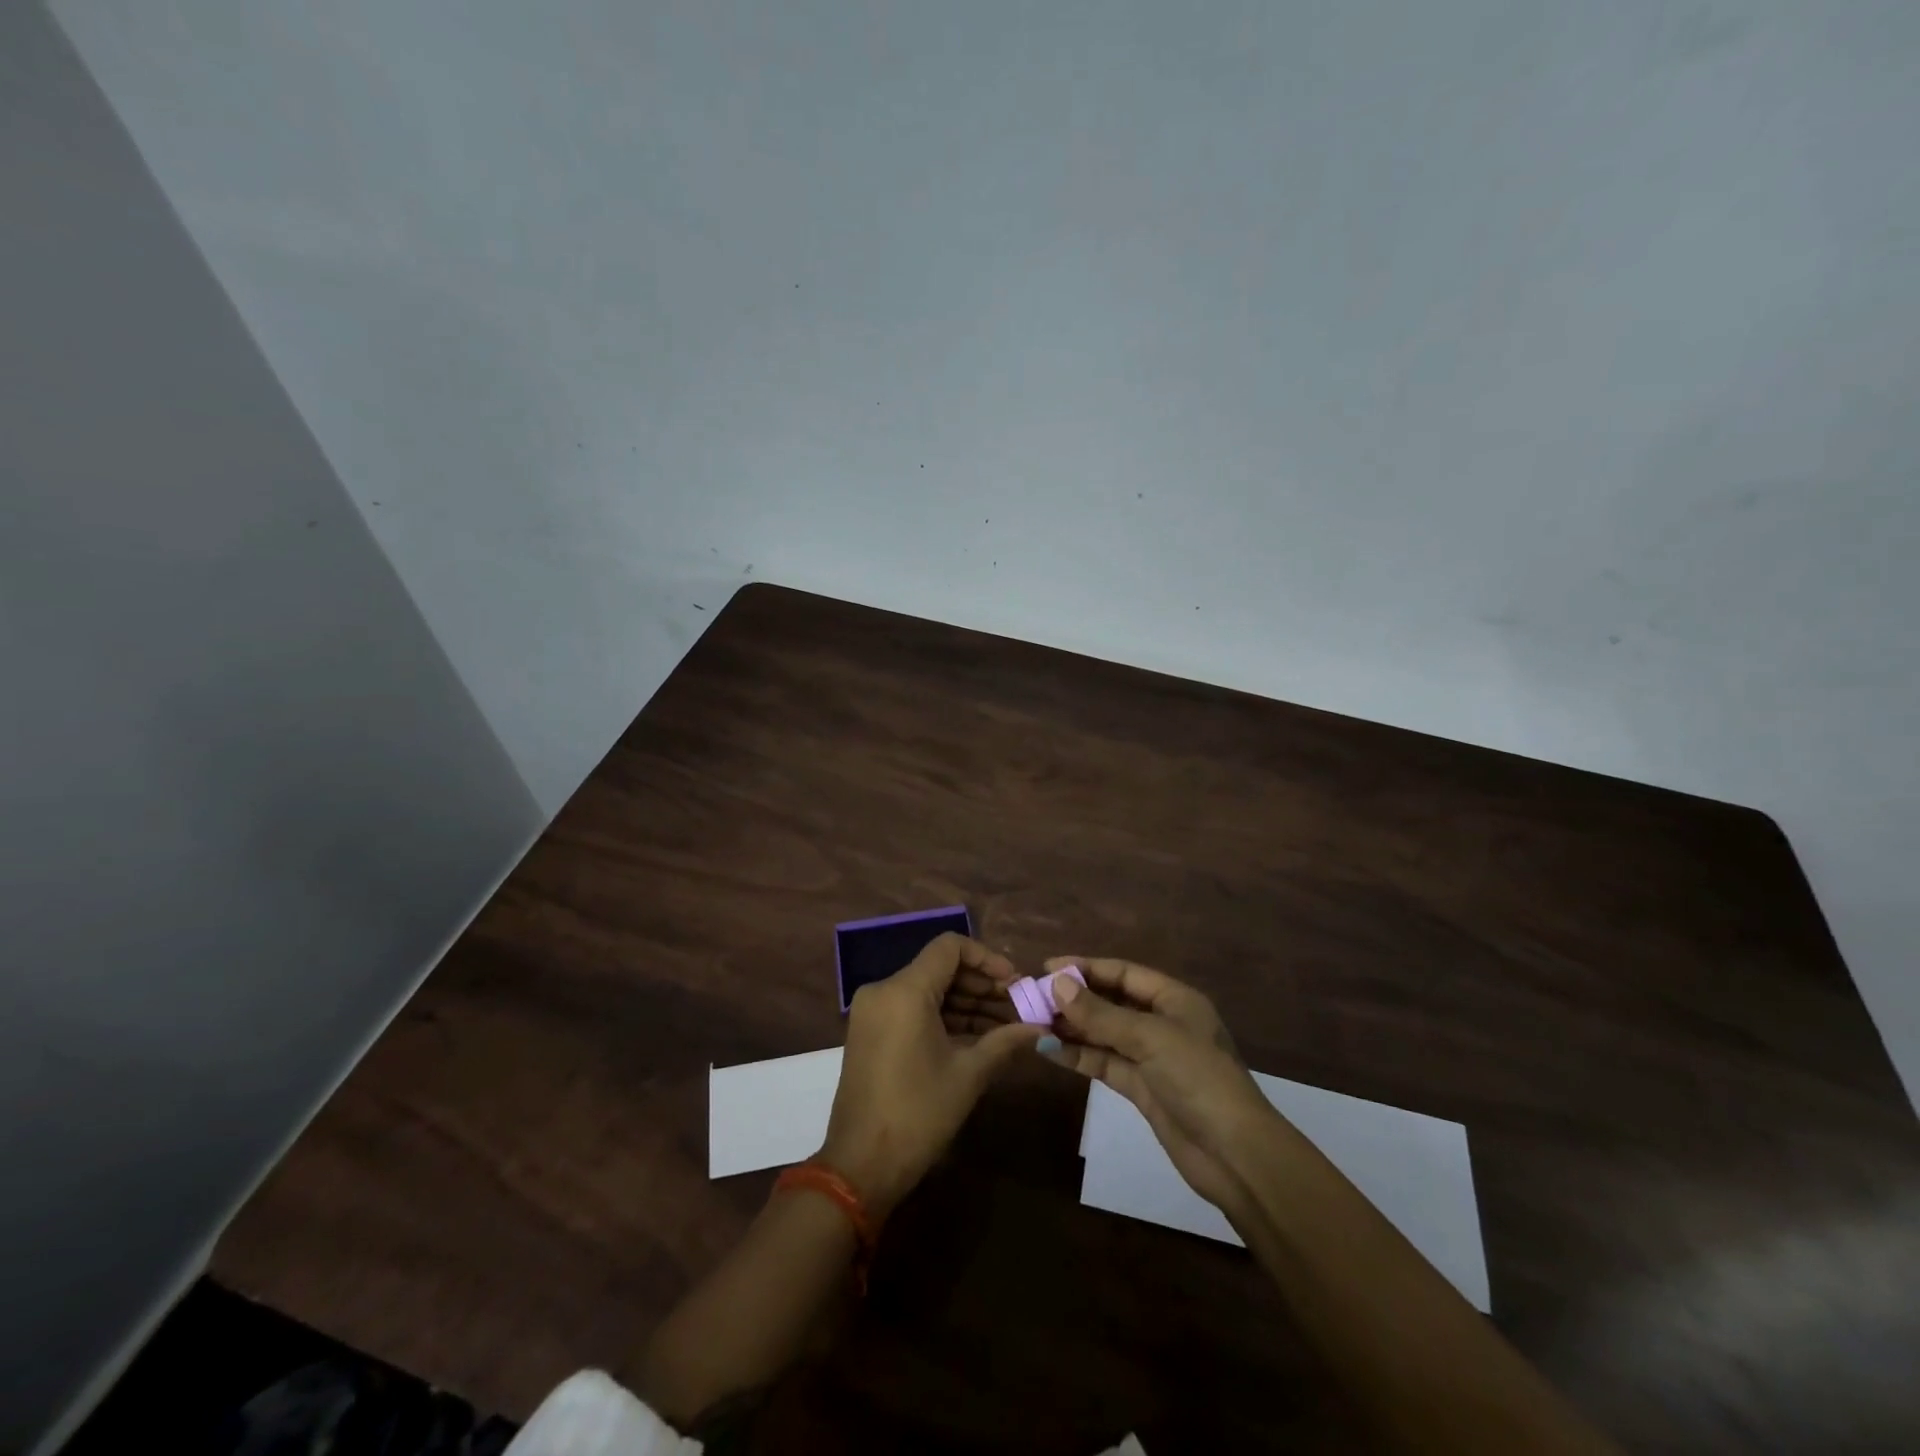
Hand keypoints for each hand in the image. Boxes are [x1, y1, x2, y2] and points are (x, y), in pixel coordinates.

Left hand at [819, 933, 1043, 1217]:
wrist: (861, 1166)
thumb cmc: (918, 1114)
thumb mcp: (968, 1074)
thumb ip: (1005, 1041)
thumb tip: (1041, 1029)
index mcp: (905, 990)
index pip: (950, 947)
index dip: (987, 958)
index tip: (1015, 983)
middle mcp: (884, 990)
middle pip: (940, 968)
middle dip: (981, 985)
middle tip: (1018, 1006)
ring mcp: (873, 1011)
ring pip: (928, 989)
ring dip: (966, 1003)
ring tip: (1006, 1025)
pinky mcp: (871, 1031)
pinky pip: (913, 1008)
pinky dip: (944, 1017)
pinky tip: (978, 1036)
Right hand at [1040, 956, 1280, 1218]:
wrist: (1235, 1155)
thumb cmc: (1198, 1078)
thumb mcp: (1149, 1038)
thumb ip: (1101, 1014)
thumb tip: (1057, 984)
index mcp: (1174, 999)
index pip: (1123, 973)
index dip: (1086, 968)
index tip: (1047, 967)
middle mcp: (1162, 1022)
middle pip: (1111, 1002)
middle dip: (1074, 999)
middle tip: (1032, 998)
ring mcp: (1151, 1057)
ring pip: (1103, 1033)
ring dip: (1071, 1028)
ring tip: (1032, 1022)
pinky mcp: (1141, 1088)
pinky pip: (1104, 1062)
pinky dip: (1078, 1055)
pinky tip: (1048, 1050)